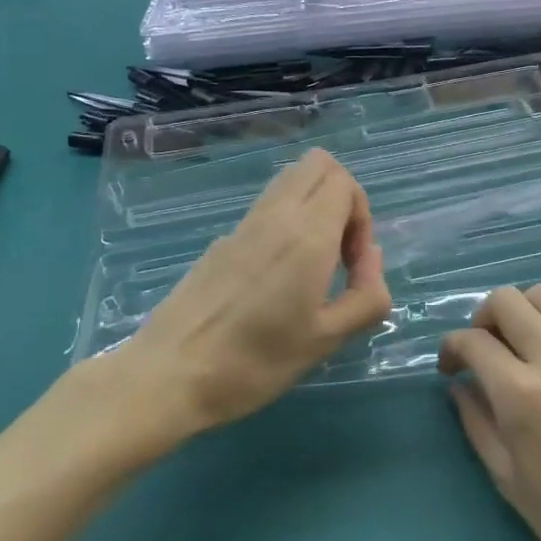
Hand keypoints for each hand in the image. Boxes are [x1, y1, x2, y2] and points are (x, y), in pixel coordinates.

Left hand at [116, 149, 389, 436]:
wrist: (169, 375)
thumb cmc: (255, 362)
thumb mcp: (327, 339)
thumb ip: (367, 295)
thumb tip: (370, 258)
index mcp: (306, 235)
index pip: (344, 182)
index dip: (362, 216)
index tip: (352, 264)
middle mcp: (275, 216)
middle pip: (318, 165)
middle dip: (342, 197)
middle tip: (339, 251)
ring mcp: (243, 225)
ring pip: (290, 180)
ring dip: (314, 206)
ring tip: (313, 264)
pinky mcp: (221, 241)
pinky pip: (267, 207)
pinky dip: (287, 222)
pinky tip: (277, 279)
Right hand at [440, 286, 540, 540]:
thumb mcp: (507, 479)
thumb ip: (477, 423)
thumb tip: (460, 386)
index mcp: (522, 395)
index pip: (474, 340)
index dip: (451, 348)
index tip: (450, 368)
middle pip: (508, 300)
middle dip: (482, 318)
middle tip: (482, 351)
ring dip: (522, 312)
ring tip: (518, 347)